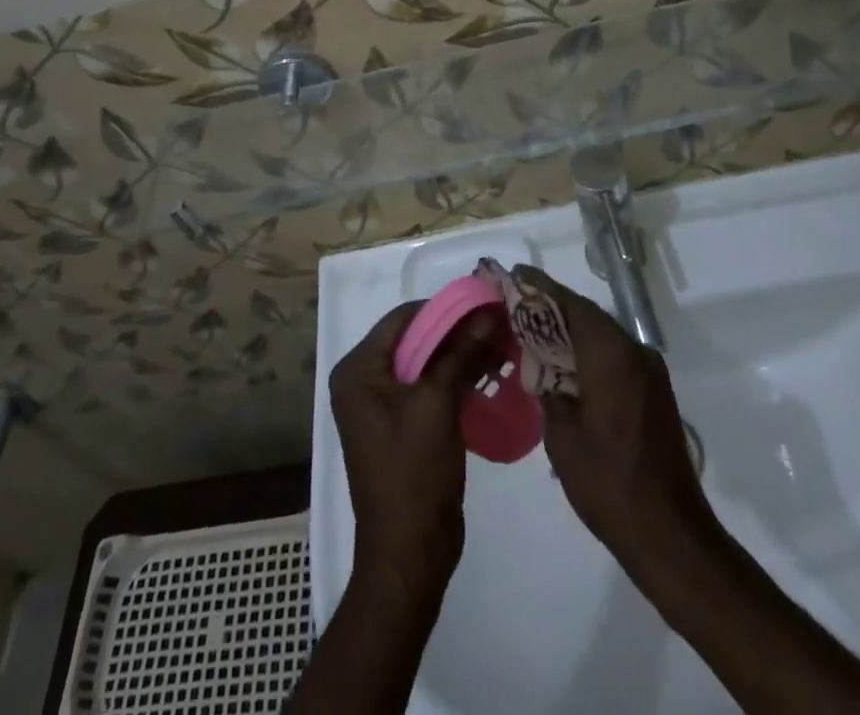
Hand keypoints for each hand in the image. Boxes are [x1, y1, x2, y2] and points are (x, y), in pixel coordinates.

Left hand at [331, 300, 500, 577]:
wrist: (408, 555)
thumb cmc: (414, 474)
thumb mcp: (438, 404)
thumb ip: (461, 353)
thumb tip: (488, 312)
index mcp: (358, 370)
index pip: (403, 318)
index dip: (445, 308)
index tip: (486, 304)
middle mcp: (363, 380)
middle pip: (414, 338)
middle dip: (457, 332)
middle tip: (499, 325)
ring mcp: (381, 404)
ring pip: (425, 362)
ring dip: (460, 354)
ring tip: (501, 347)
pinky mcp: (400, 425)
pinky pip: (428, 387)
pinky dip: (455, 378)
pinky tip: (488, 374)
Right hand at [517, 267, 712, 571]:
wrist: (670, 535)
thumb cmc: (607, 482)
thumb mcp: (562, 435)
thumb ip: (549, 388)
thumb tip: (542, 366)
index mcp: (611, 354)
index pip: (571, 304)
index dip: (541, 288)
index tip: (515, 274)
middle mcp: (634, 352)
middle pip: (588, 315)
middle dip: (553, 307)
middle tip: (517, 303)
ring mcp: (649, 372)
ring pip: (603, 335)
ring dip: (571, 330)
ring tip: (534, 332)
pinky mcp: (655, 392)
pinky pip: (615, 356)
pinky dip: (589, 351)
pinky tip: (564, 366)